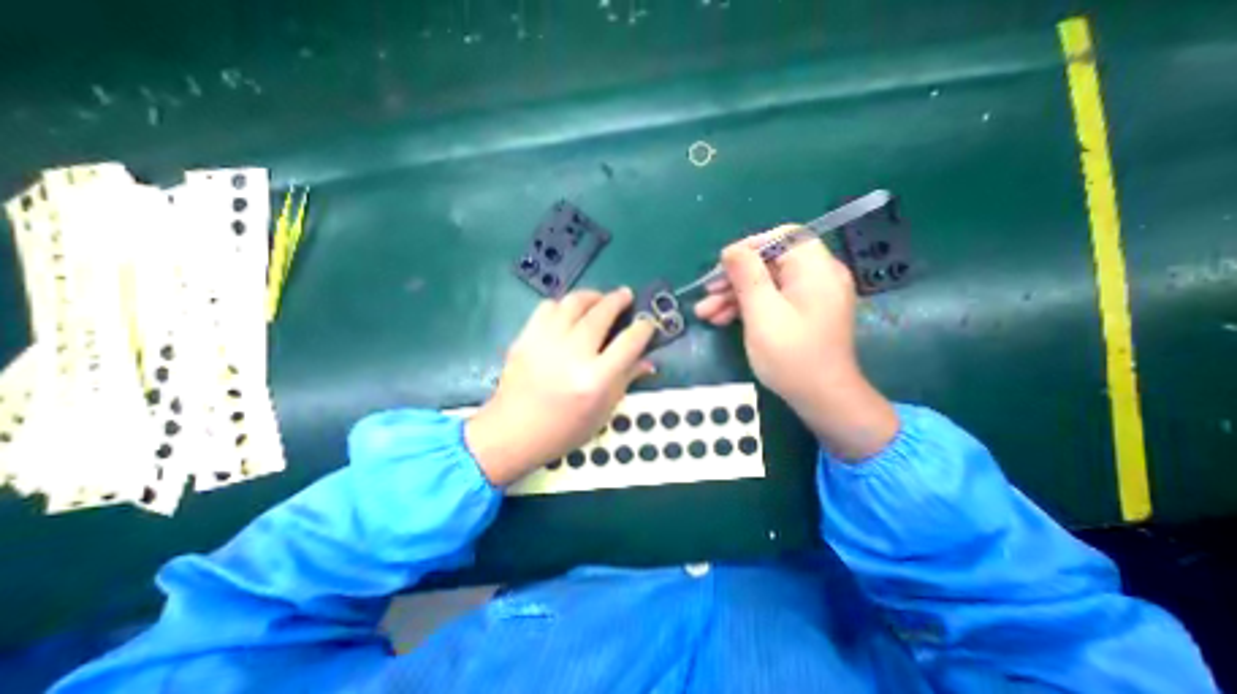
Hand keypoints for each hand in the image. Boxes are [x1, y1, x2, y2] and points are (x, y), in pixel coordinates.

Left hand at [464, 290, 655, 484]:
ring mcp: (546, 342)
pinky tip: (568, 313)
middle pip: (601, 313)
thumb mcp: (603, 412)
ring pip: (574, 302)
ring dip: (592, 296)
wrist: (513, 432)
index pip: (629, 342)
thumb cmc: (564, 430)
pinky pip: (548, 307)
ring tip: (599, 299)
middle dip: (618, 300)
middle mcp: (573, 354)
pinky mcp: (526, 337)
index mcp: (595, 379)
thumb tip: (648, 361)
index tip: (647, 323)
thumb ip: (626, 380)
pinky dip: (563, 305)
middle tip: (626, 296)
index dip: (643, 328)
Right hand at [694, 228, 899, 459]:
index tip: (723, 266)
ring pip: (766, 283)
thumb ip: (747, 276)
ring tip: (705, 313)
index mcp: (816, 269)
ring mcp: (810, 296)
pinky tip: (721, 320)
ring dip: (734, 296)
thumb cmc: (792, 356)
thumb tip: (731, 249)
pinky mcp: (801, 313)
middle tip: (706, 294)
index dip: (750, 247)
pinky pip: (771, 300)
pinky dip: (747, 307)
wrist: (821, 399)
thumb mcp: (763, 313)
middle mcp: (817, 276)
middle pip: (770, 263)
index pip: (783, 237)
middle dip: (735, 278)